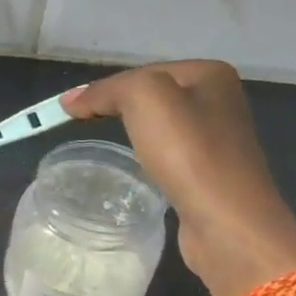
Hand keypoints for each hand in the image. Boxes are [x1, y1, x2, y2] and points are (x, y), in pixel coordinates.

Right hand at [65, 62, 295, 295]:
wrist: (226, 223)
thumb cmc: (188, 153)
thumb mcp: (144, 98)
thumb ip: (107, 90)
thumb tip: (72, 100)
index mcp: (210, 74)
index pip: (143, 71)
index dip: (103, 89)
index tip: (69, 112)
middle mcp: (220, 101)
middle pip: (152, 97)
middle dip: (116, 109)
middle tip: (81, 126)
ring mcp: (219, 140)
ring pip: (159, 127)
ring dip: (131, 134)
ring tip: (105, 146)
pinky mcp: (211, 174)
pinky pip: (168, 155)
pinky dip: (147, 158)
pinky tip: (137, 170)